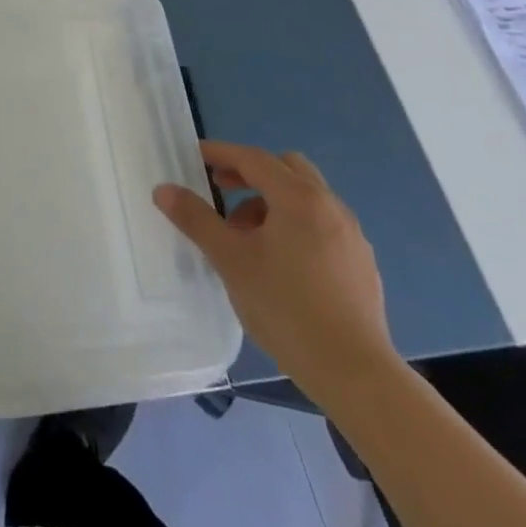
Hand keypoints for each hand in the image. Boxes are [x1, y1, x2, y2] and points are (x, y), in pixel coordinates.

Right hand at [154, 140, 394, 405]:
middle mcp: (330, 207)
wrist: (354, 372)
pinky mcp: (361, 265)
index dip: (221, 153)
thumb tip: (164, 189)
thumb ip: (196, 219)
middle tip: (223, 192)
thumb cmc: (285, 307)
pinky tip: (280, 263)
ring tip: (247, 237)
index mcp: (299, 199)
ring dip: (272, 202)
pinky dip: (295, 225)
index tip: (195, 157)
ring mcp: (352, 237)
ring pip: (307, 198)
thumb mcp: (230, 260)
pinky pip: (322, 225)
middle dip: (251, 174)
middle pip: (287, 169)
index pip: (254, 158)